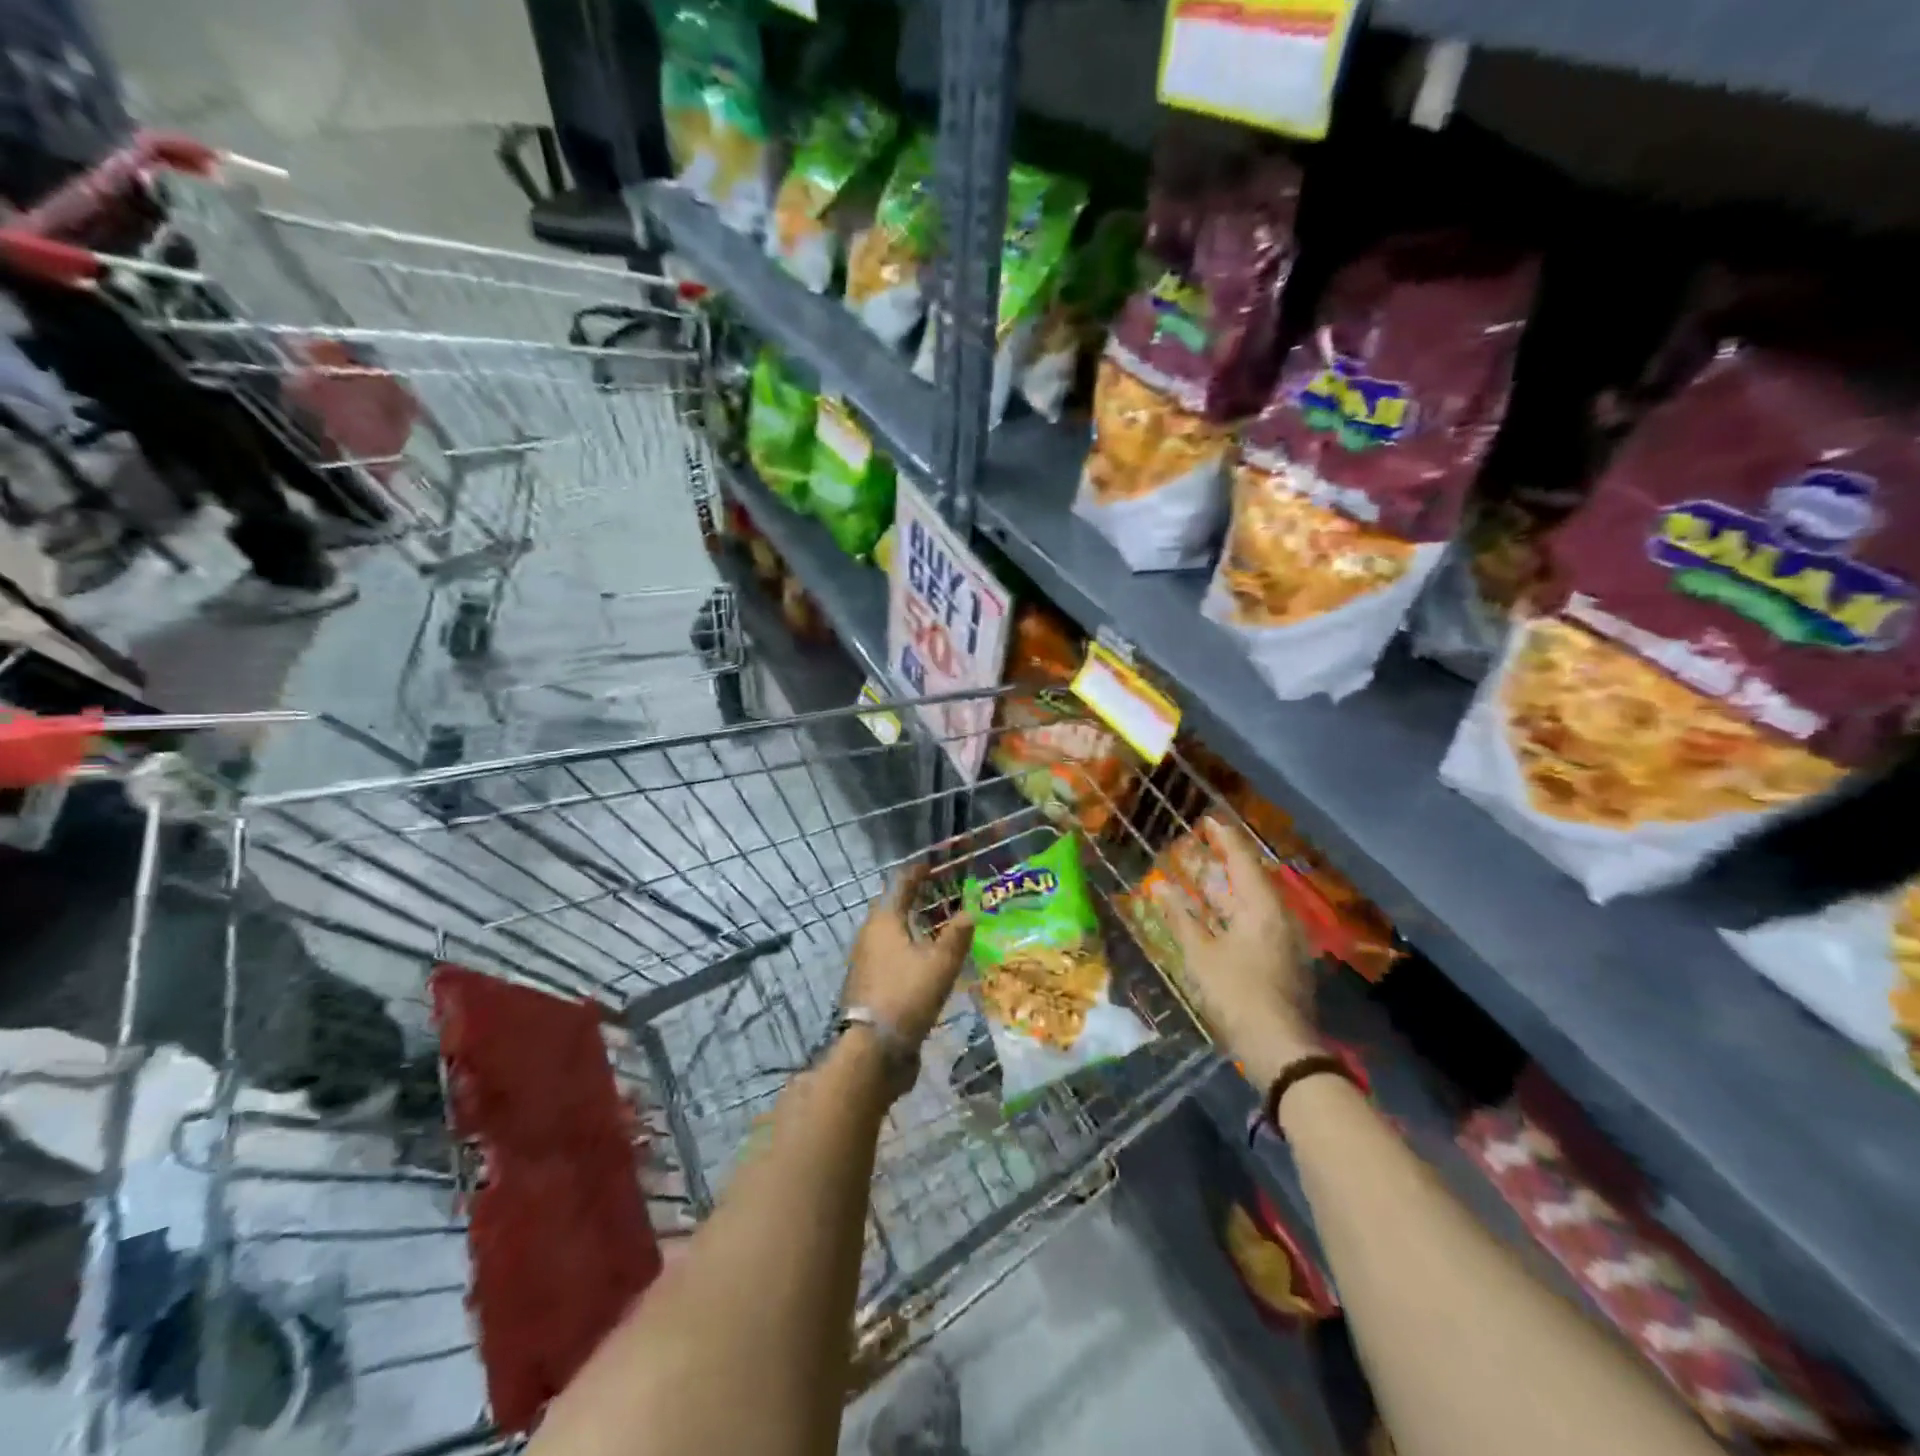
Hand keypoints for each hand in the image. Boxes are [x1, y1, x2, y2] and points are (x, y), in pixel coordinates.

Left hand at [845, 865, 974, 1045]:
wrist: (873, 1050)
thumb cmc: (906, 995)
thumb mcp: (940, 964)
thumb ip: (957, 936)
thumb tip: (970, 911)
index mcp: (884, 922)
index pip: (900, 885)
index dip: (916, 873)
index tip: (932, 865)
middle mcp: (869, 936)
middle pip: (891, 907)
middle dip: (913, 899)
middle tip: (939, 894)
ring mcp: (866, 961)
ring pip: (890, 933)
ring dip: (911, 925)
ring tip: (936, 926)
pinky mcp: (869, 984)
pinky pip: (890, 955)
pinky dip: (907, 948)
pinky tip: (924, 961)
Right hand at [1165, 817, 1319, 1086]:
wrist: (1280, 1049)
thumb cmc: (1237, 994)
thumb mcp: (1201, 955)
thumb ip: (1180, 918)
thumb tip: (1159, 886)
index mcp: (1263, 908)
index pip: (1243, 860)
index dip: (1225, 838)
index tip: (1207, 820)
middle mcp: (1279, 917)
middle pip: (1251, 878)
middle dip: (1226, 861)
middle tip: (1201, 845)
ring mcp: (1284, 940)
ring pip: (1254, 901)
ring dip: (1228, 887)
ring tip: (1203, 874)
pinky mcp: (1282, 959)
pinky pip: (1256, 920)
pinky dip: (1234, 909)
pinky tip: (1215, 914)